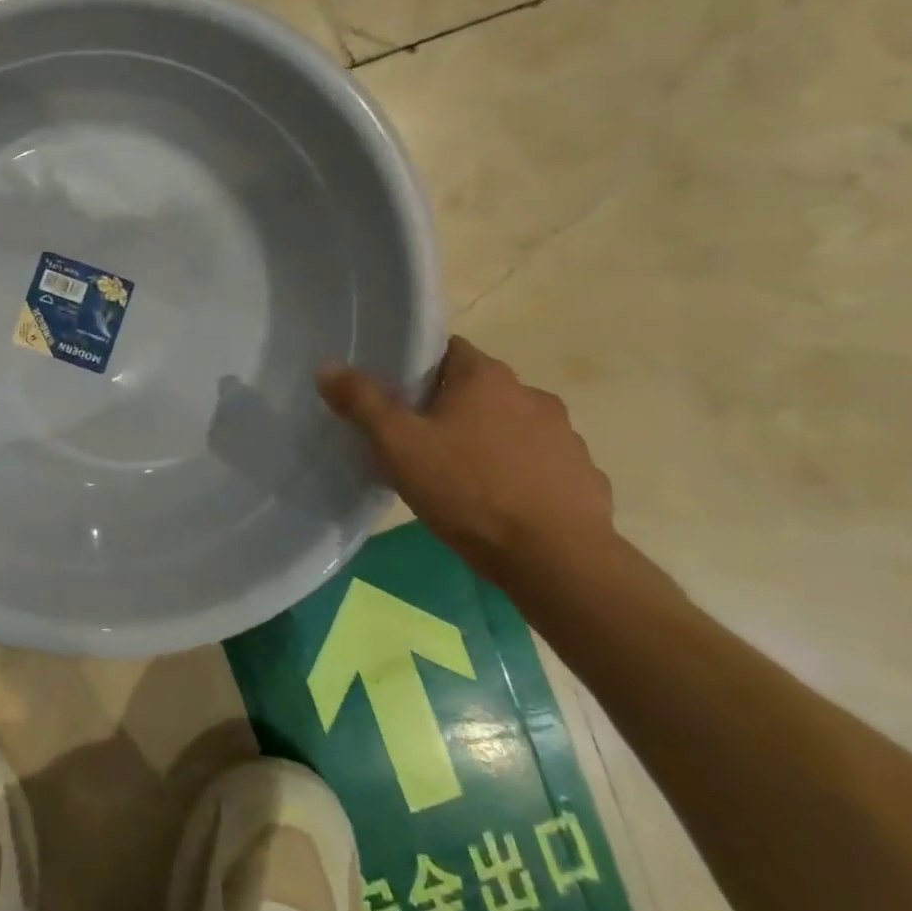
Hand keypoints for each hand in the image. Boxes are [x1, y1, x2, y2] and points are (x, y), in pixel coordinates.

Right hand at [316, 337, 614, 585]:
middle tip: (419, 441)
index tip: (398, 396)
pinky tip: (500, 504)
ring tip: (460, 477)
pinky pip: (540, 463)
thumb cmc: (468, 490)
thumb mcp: (398, 445)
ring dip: (488, 440)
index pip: (448, 350)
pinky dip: (519, 473)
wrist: (557, 560)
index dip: (419, 369)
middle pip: (478, 389)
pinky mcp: (584, 475)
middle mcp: (531, 394)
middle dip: (450, 408)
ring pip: (511, 426)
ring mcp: (564, 435)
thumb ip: (362, 402)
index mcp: (485, 377)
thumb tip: (327, 367)